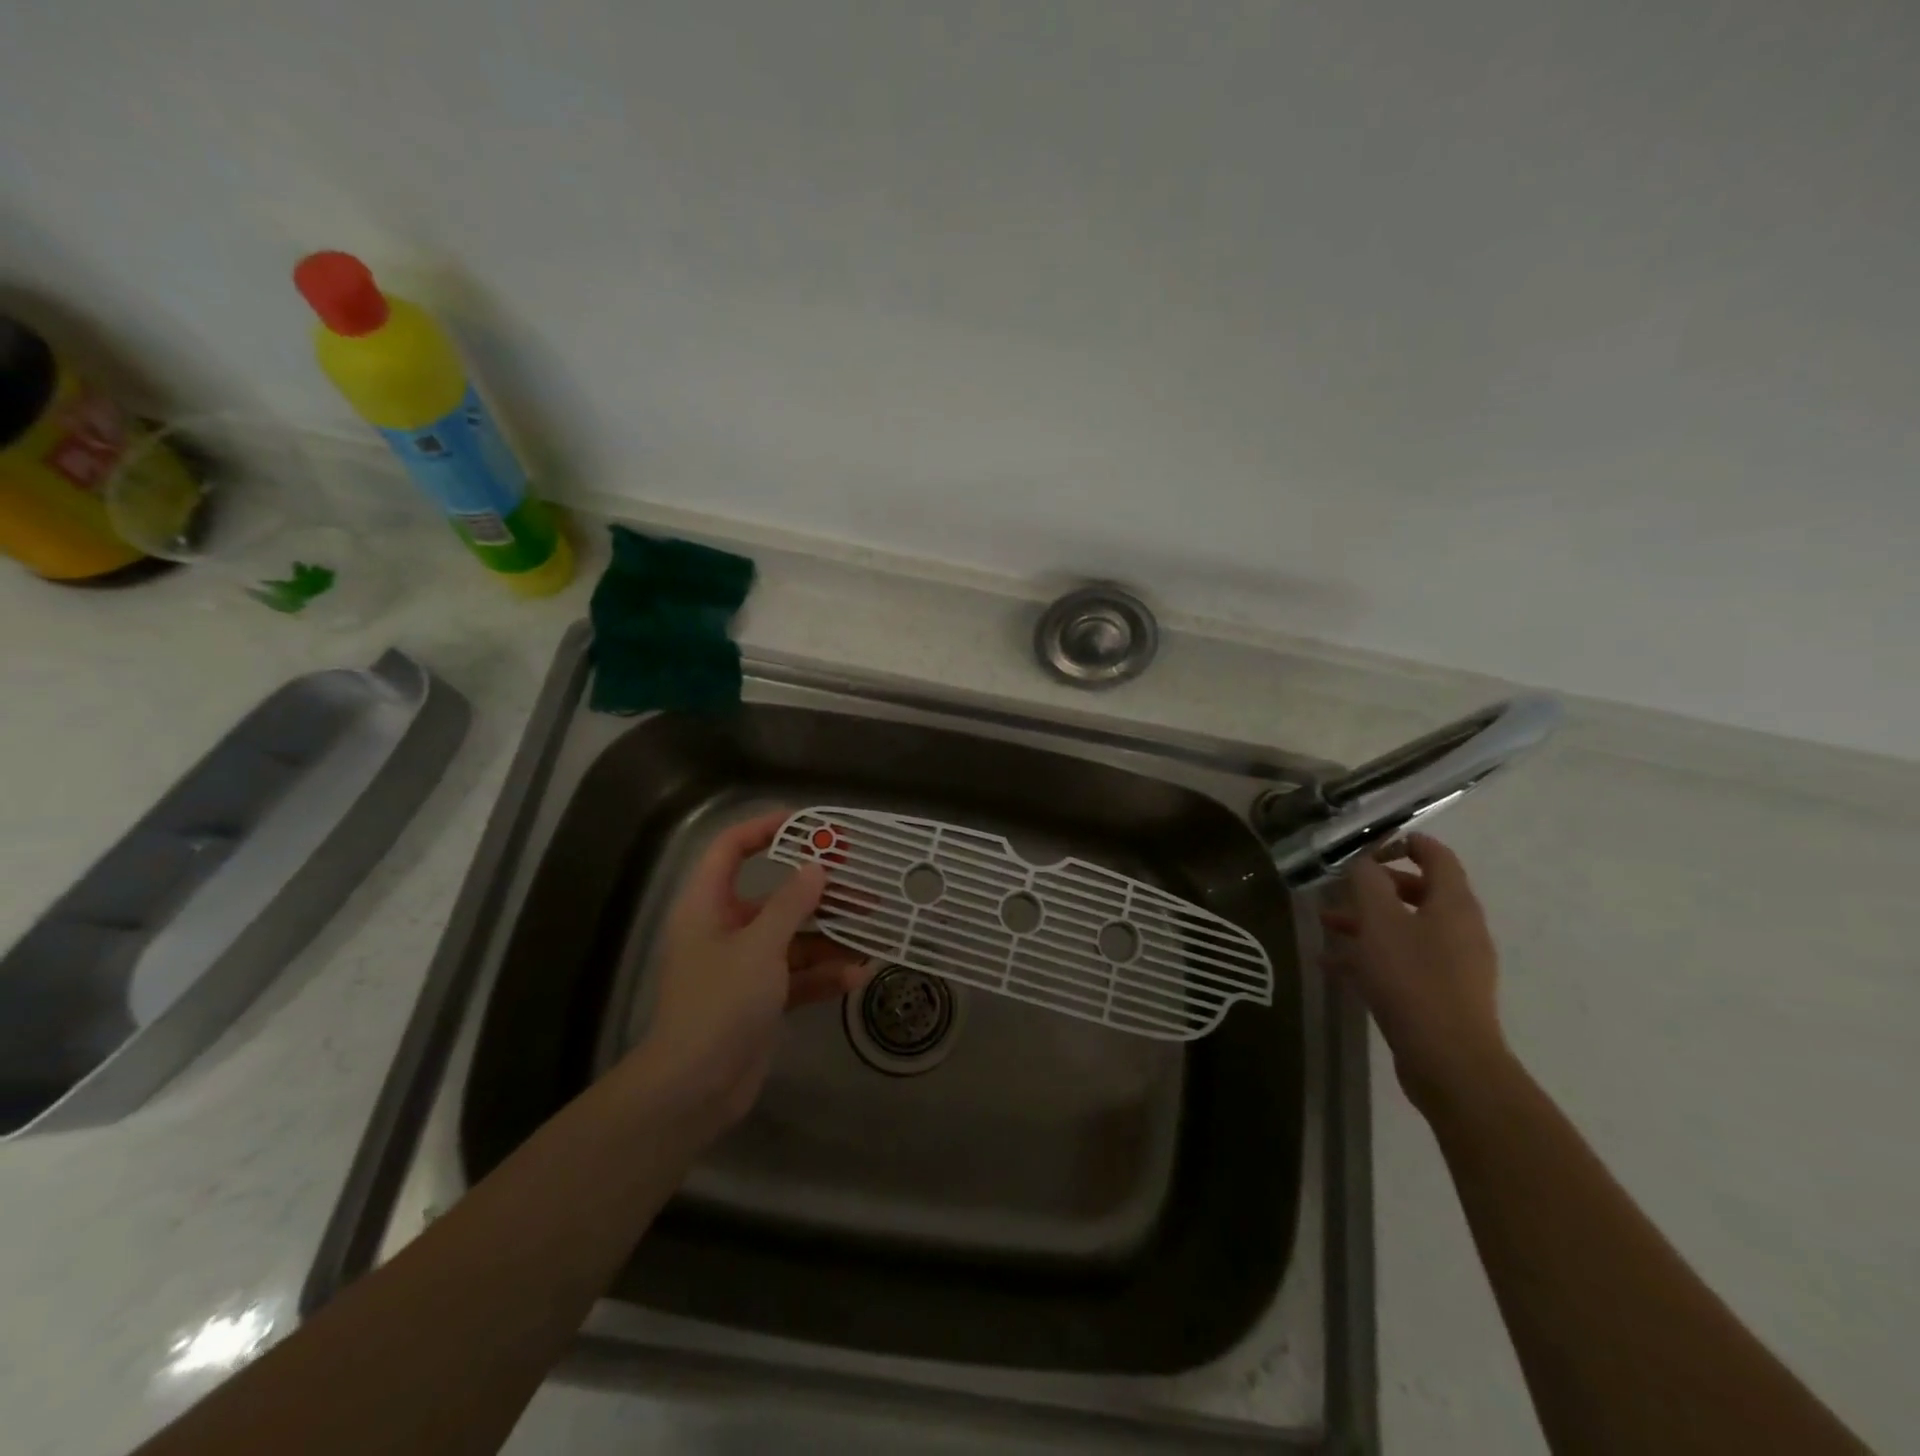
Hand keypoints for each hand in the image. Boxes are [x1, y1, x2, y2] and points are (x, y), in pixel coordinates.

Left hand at [625, 808, 870, 1132]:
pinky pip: (797, 975)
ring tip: (872, 937)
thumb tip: (816, 868)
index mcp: (708, 906)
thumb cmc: (720, 1002)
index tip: (809, 825)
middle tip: (862, 887)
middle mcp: (725, 930)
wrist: (695, 1088)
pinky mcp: (760, 999)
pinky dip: (824, 975)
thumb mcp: (761, 946)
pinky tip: (857, 977)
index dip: (765, 828)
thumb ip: (792, 903)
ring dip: (831, 940)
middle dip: (819, 895)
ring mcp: (744, 967)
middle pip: (775, 897)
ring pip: (794, 939)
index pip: (731, 849)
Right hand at [1319, 833, 1509, 1114]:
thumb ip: (1367, 882)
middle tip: (1341, 887)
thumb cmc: (1412, 978)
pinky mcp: (1441, 993)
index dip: (1407, 842)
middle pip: (1419, 892)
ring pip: (1406, 929)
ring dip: (1367, 922)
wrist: (1447, 1059)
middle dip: (1376, 887)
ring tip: (1326, 926)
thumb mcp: (1379, 921)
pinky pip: (1403, 961)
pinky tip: (1334, 966)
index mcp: (1453, 904)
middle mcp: (1460, 929)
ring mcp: (1454, 964)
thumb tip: (1362, 860)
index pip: (1438, 857)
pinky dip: (1372, 955)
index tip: (1371, 842)